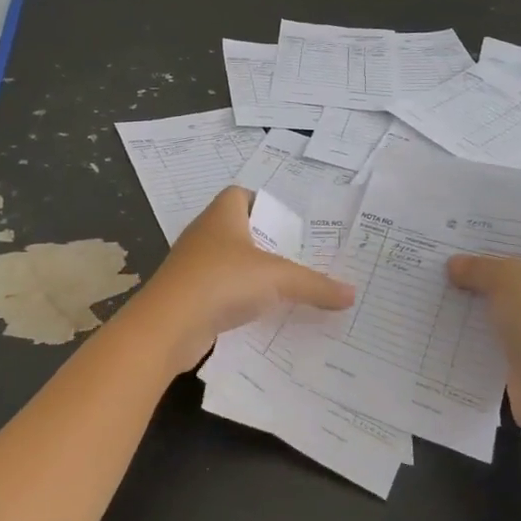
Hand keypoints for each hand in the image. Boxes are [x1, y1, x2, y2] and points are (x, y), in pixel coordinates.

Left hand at [123, 188, 354, 372]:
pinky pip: (219, 292)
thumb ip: (316, 285)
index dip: (263, 203)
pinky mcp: (188, 297)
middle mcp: (204, 235)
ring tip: (285, 289)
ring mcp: (192, 267)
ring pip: (228, 263)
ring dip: (251, 274)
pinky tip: (261, 316)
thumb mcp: (278, 279)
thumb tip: (352, 294)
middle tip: (298, 258)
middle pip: (237, 230)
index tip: (288, 225)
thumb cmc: (222, 282)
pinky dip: (238, 300)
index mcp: (222, 216)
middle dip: (265, 243)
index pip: (239, 195)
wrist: (167, 326)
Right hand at [448, 219, 520, 436]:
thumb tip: (455, 265)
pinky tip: (444, 310)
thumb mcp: (508, 280)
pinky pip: (498, 323)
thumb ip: (479, 266)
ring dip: (475, 287)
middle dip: (484, 252)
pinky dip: (475, 317)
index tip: (472, 214)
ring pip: (505, 293)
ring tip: (435, 272)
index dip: (509, 217)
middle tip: (443, 241)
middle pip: (519, 259)